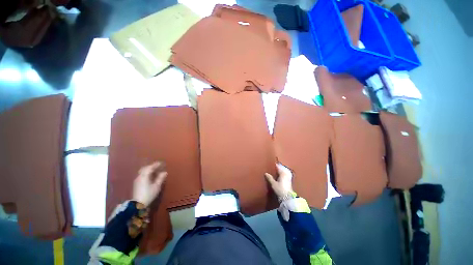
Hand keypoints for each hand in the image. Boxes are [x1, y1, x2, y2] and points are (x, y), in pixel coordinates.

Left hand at [133, 162, 167, 206]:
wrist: (138, 205)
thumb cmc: (149, 194)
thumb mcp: (156, 186)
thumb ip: (160, 178)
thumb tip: (165, 172)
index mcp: (145, 176)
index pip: (150, 167)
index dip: (156, 164)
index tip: (162, 163)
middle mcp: (140, 176)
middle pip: (146, 168)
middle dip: (152, 166)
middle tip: (159, 166)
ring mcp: (137, 180)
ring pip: (143, 171)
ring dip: (149, 169)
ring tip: (156, 171)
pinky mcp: (137, 183)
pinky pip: (142, 175)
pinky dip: (147, 173)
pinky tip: (151, 176)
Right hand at [265, 163, 293, 198]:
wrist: (288, 197)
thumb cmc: (280, 189)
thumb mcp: (273, 184)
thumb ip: (270, 178)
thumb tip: (266, 173)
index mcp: (282, 173)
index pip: (278, 167)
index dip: (275, 165)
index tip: (272, 163)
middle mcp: (286, 174)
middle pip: (282, 168)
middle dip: (279, 167)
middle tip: (274, 166)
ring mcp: (288, 178)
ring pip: (285, 171)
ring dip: (281, 170)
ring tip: (277, 170)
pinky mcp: (289, 181)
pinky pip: (286, 174)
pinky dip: (283, 173)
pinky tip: (280, 175)